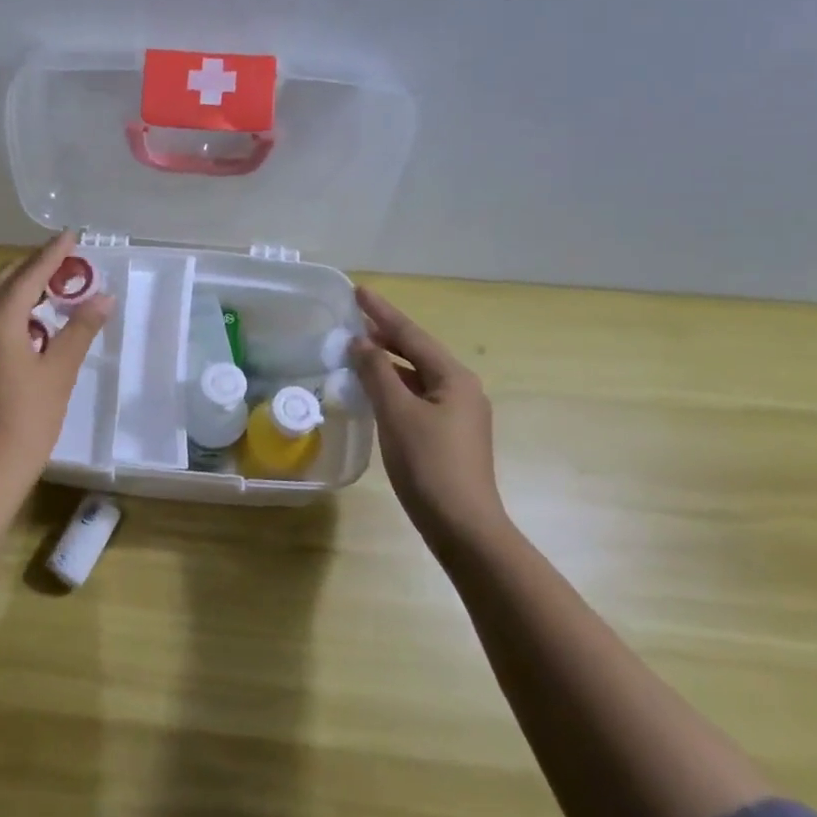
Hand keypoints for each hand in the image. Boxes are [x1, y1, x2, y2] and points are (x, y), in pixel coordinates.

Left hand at [0, 231, 113, 489]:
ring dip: (25, 287)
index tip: (73, 234)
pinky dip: (14, 308)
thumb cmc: (26, 419)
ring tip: (60, 288)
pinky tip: (38, 321)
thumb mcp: (59, 371)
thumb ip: (80, 329)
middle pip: (8, 278)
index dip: (54, 252)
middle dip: (37, 266)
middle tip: (71, 263)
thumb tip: (103, 296)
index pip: (31, 272)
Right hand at [349, 286, 503, 548]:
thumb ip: (377, 372)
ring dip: (388, 362)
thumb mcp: (397, 412)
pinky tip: (373, 390)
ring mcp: (458, 414)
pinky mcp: (449, 436)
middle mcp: (462, 389)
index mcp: (454, 378)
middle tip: (354, 318)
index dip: (382, 312)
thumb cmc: (428, 464)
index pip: (411, 335)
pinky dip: (393, 386)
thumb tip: (361, 343)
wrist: (462, 526)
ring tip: (358, 350)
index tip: (359, 291)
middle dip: (386, 334)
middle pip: (417, 352)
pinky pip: (417, 397)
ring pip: (417, 376)